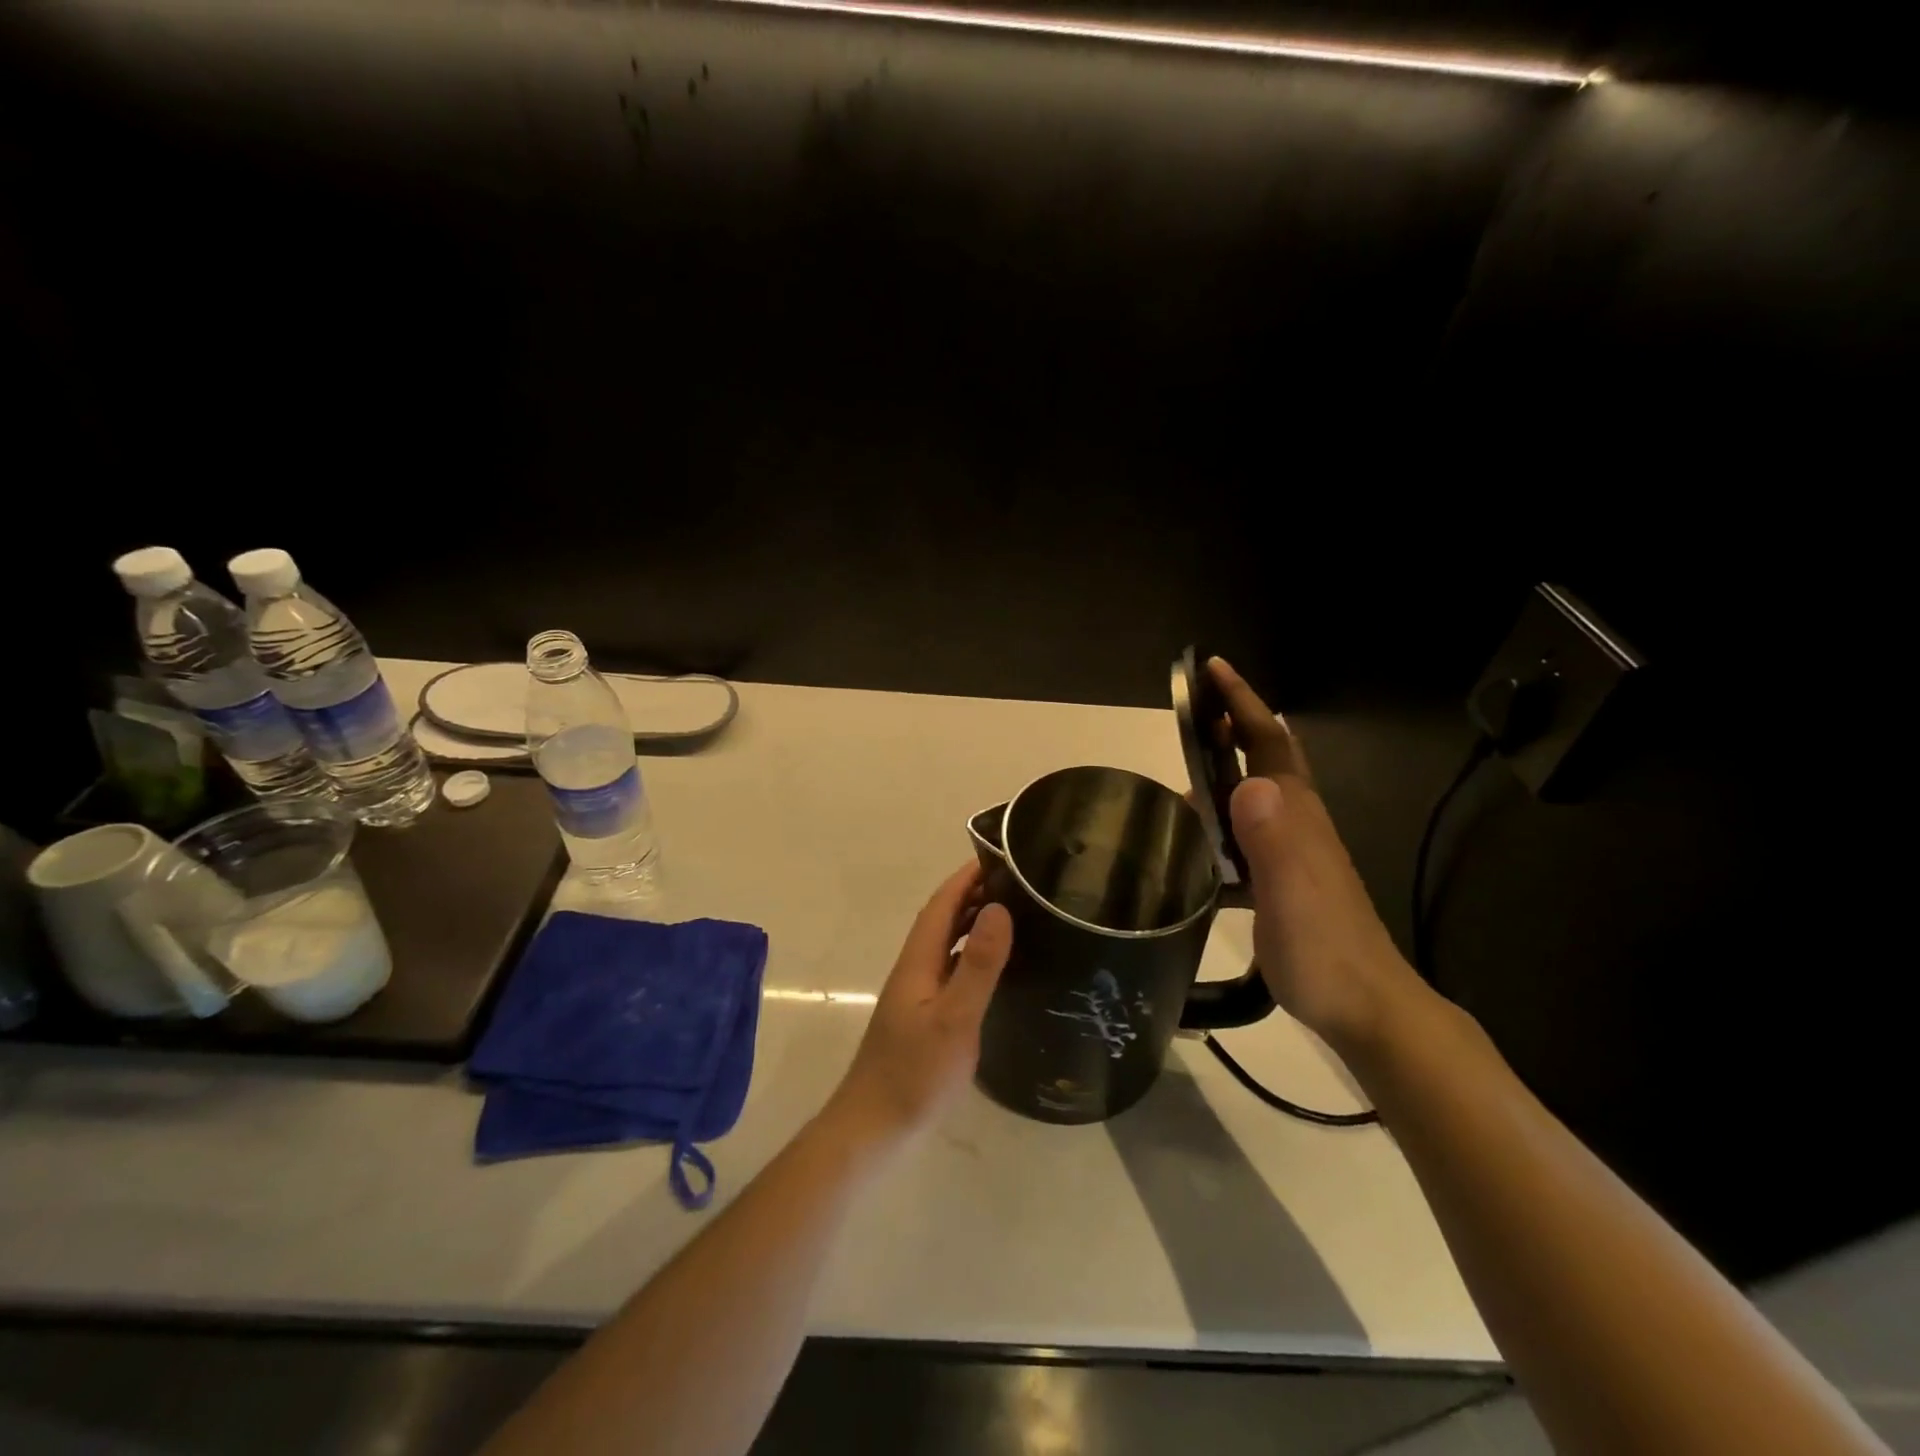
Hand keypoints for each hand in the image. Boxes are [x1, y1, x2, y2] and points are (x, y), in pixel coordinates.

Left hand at [822, 864, 1012, 1152]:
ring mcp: (916, 995)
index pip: (941, 905)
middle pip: (942, 920)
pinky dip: (970, 955)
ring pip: (945, 945)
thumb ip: (978, 965)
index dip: (965, 878)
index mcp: (917, 961)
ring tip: (1010, 914)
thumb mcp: (955, 1018)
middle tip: (1014, 882)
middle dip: (972, 894)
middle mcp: (914, 970)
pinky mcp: (923, 1018)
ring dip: (971, 923)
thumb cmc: (915, 1073)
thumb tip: (999, 908)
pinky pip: (949, 969)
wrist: (874, 1128)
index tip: (996, 857)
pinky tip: (991, 969)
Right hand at [1207, 657, 1422, 1051]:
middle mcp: (1296, 821)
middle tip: (1194, 706)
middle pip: (1266, 756)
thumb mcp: (1293, 893)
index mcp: (1296, 814)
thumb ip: (1272, 838)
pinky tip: (1200, 837)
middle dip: (1235, 721)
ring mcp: (1292, 851)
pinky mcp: (1283, 879)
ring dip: (1226, 767)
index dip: (1241, 702)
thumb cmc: (1323, 948)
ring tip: (1187, 764)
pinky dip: (1222, 818)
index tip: (1211, 669)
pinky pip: (1247, 832)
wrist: (1366, 1008)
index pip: (1267, 742)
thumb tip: (1246, 783)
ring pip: (1256, 792)